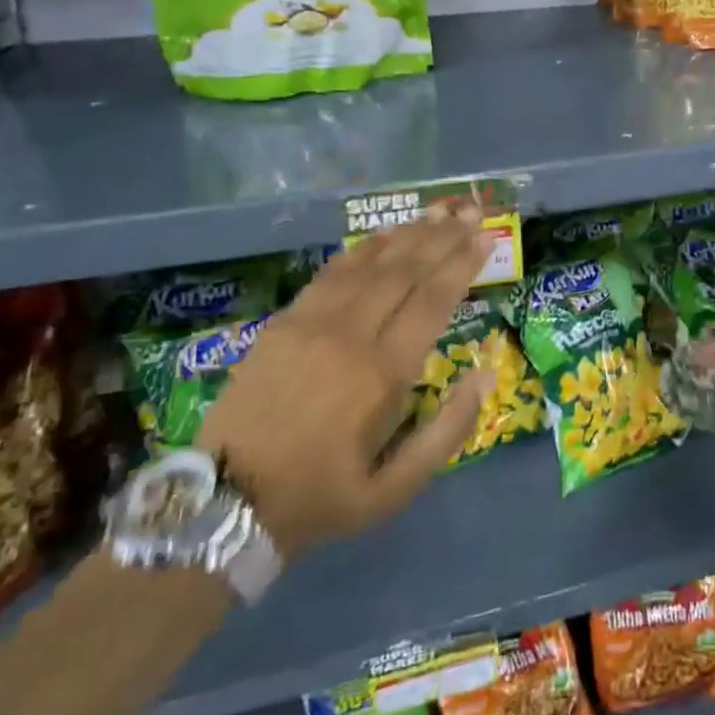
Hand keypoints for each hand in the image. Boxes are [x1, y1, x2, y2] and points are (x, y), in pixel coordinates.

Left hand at [201, 208, 493, 559]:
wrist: (227, 503)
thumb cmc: (321, 497)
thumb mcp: (395, 489)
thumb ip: (447, 432)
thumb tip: (484, 376)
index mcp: (381, 375)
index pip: (432, 302)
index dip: (462, 265)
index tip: (486, 238)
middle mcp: (349, 336)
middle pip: (404, 272)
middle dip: (442, 238)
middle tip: (471, 212)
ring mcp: (310, 324)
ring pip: (368, 265)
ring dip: (406, 235)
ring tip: (437, 211)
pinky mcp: (282, 323)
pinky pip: (330, 274)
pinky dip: (361, 250)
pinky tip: (382, 236)